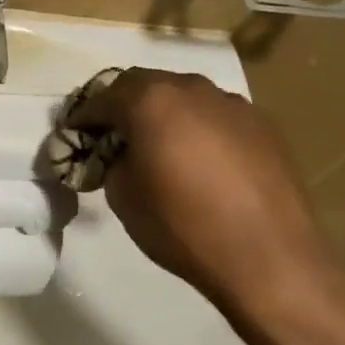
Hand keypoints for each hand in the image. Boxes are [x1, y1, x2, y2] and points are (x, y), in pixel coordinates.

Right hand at [75, 69, 337, 318]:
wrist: (269, 259)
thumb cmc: (182, 226)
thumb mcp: (122, 195)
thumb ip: (112, 161)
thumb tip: (120, 154)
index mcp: (151, 100)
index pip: (102, 97)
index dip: (84, 117)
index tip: (74, 135)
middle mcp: (192, 89)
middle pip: (144, 84)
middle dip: (122, 105)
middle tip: (112, 134)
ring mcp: (233, 104)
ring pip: (183, 96)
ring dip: (163, 113)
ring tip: (158, 145)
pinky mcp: (264, 125)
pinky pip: (216, 116)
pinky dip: (197, 127)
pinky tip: (199, 159)